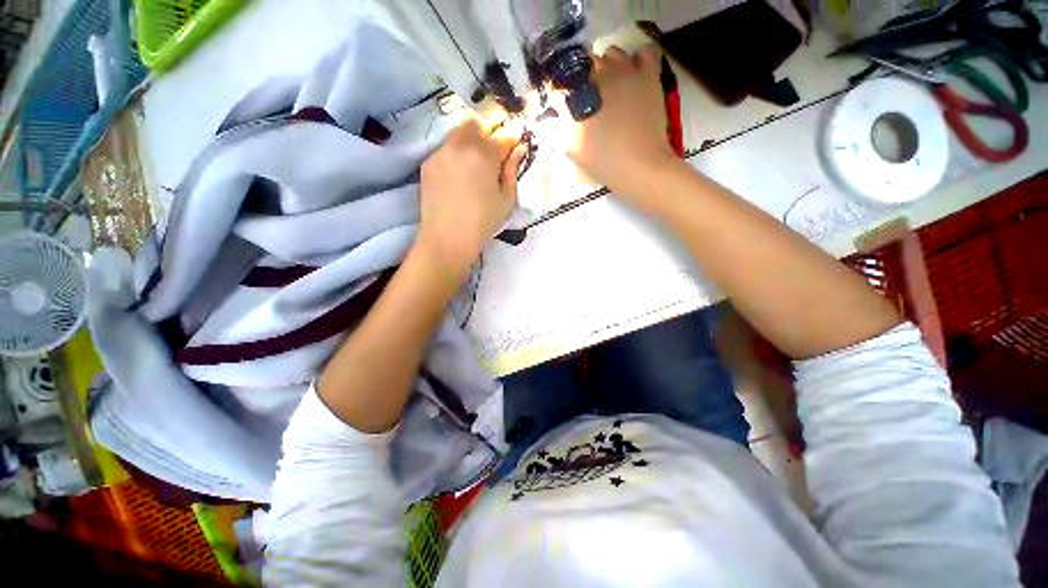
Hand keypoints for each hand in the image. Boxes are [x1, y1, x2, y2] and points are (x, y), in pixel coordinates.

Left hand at [417, 118, 524, 281]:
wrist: (447, 239)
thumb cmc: (483, 223)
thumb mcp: (507, 200)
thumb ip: (512, 171)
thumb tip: (519, 150)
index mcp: (485, 154)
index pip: (503, 136)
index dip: (512, 140)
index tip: (516, 146)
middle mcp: (461, 145)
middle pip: (476, 124)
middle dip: (487, 133)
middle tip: (493, 154)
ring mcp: (441, 153)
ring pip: (457, 133)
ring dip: (470, 141)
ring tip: (475, 165)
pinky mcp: (428, 164)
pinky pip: (445, 149)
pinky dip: (456, 154)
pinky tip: (459, 175)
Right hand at [568, 45, 678, 201]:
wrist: (639, 165)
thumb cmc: (602, 160)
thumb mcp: (571, 148)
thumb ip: (555, 128)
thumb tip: (546, 117)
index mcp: (578, 90)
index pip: (561, 81)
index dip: (560, 93)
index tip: (562, 106)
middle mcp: (599, 71)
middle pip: (586, 63)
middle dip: (582, 79)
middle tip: (586, 100)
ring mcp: (626, 69)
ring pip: (612, 53)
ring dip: (607, 67)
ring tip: (610, 88)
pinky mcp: (649, 74)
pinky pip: (643, 52)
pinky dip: (637, 59)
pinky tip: (633, 74)